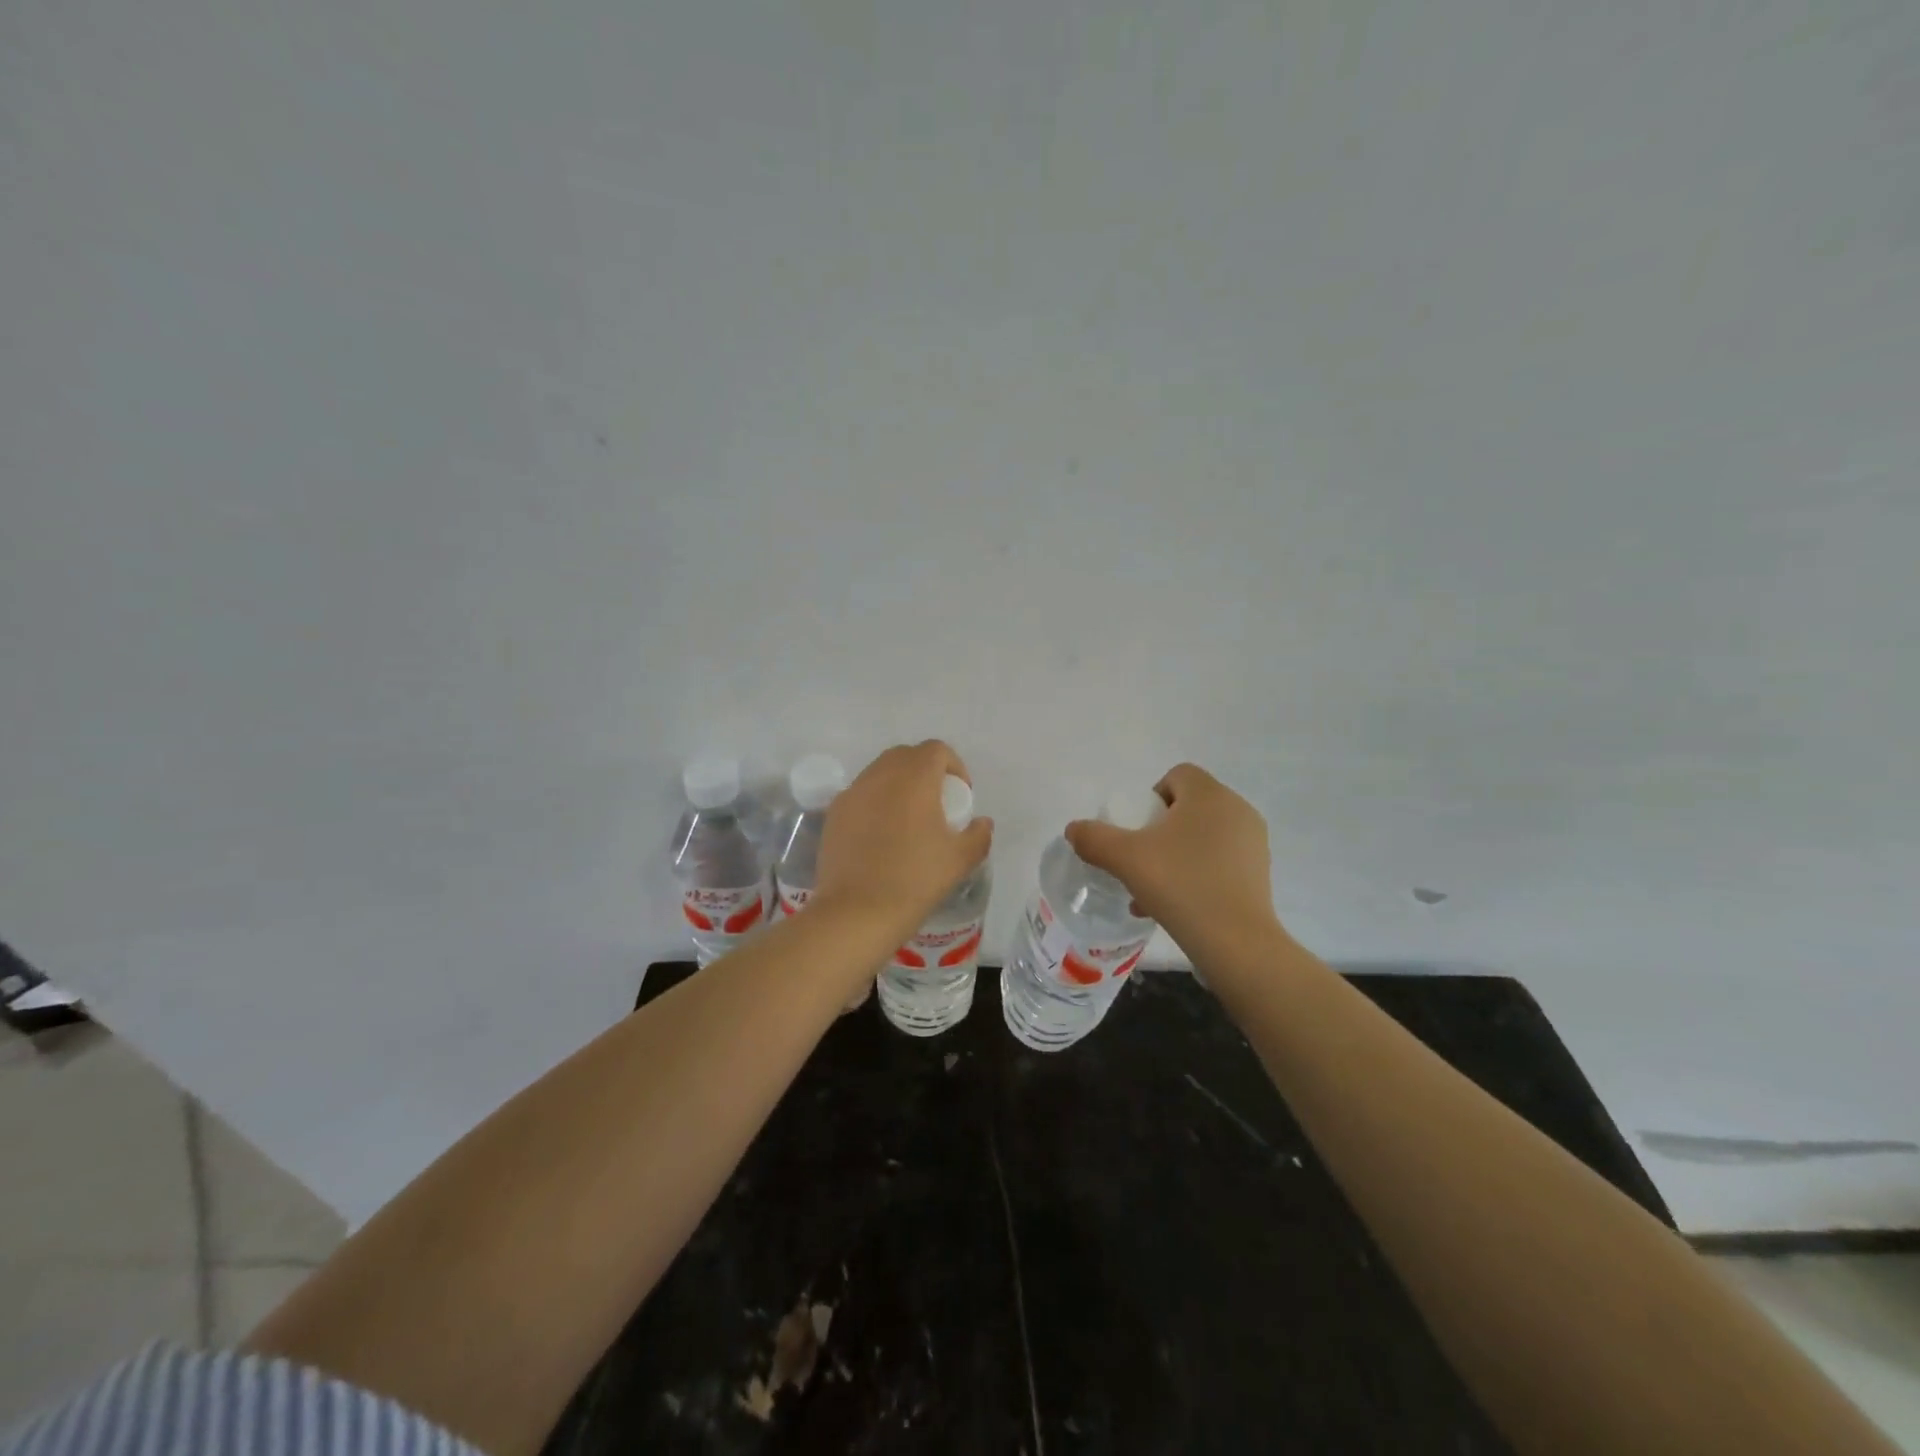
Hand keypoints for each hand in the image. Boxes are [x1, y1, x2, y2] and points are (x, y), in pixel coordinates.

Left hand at [815, 741, 993, 938]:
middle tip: (936, 803)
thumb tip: (982, 822)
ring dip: (898, 784)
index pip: (936, 749)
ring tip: (908, 819)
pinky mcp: (833, 813)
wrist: (857, 911)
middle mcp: (880, 775)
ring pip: (879, 772)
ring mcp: (853, 792)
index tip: (960, 795)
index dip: (954, 765)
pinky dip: (875, 802)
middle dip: (924, 770)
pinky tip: (880, 835)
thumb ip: (978, 835)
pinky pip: (860, 794)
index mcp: (915, 778)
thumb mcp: (960, 860)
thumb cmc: (915, 879)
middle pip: (906, 755)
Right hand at [1064, 763, 1278, 953]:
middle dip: (1161, 830)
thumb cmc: (1180, 885)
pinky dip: (1198, 874)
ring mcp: (1253, 842)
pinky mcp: (1260, 873)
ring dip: (1176, 855)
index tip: (1137, 829)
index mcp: (1209, 795)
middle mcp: (1237, 810)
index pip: (1178, 775)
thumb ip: (1094, 838)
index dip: (1151, 796)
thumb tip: (1073, 829)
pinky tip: (1177, 906)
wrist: (1235, 942)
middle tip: (1141, 860)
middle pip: (1189, 807)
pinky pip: (1220, 862)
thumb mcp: (1125, 859)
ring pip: (1203, 837)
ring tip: (1153, 890)